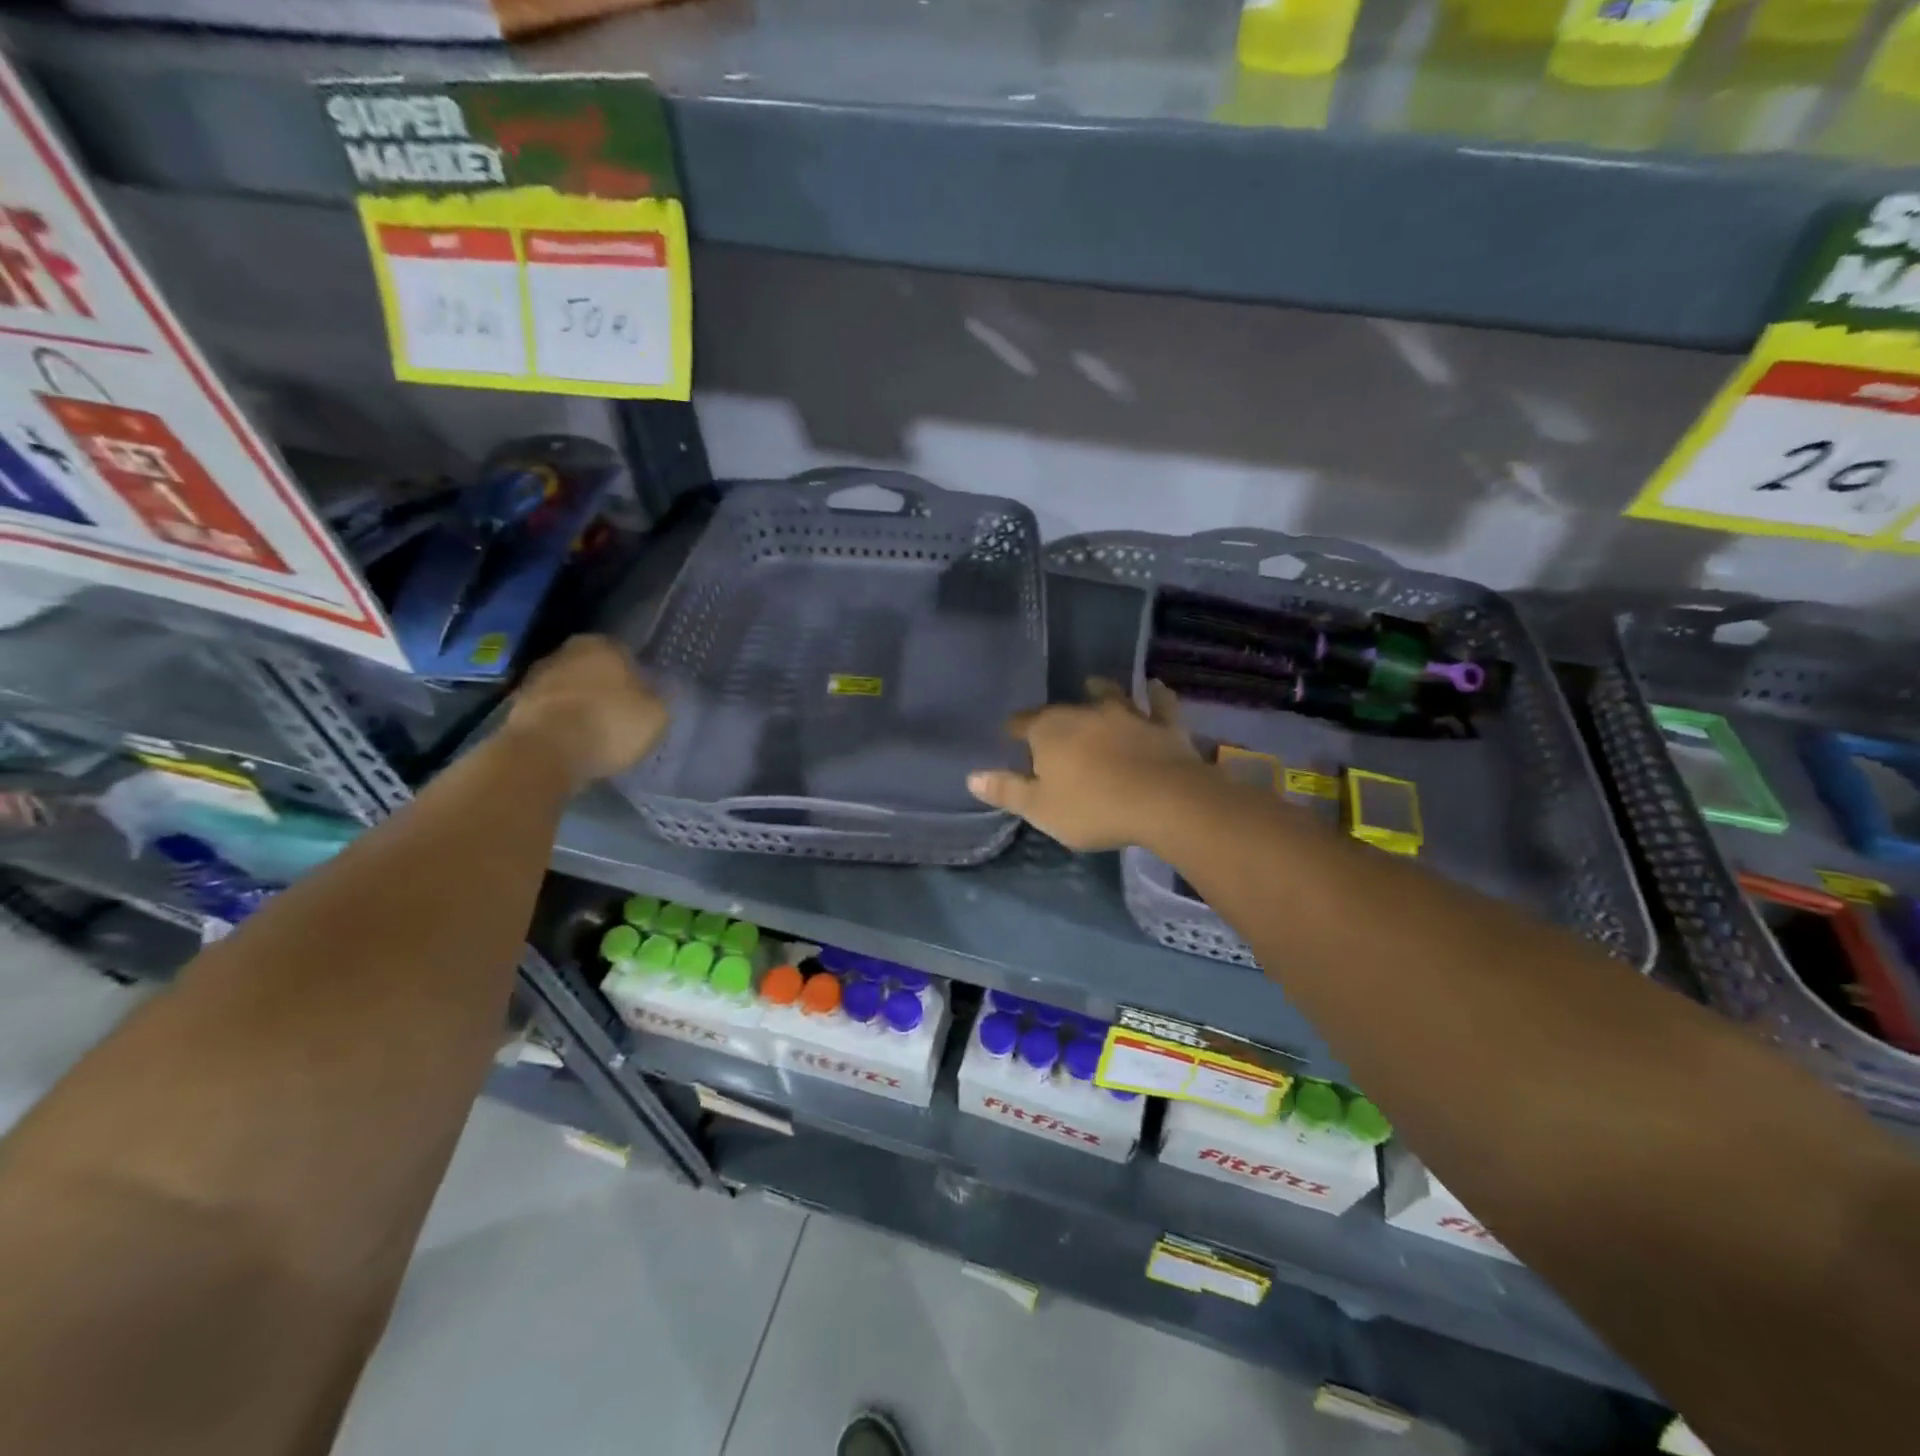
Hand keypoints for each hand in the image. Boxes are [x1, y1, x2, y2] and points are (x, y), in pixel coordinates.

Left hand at [506, 635, 667, 785]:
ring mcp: (537, 677)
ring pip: (569, 688)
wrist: (545, 751)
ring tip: (595, 732)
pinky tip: (572, 742)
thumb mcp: (655, 715)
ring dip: (579, 705)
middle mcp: (567, 651)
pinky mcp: (516, 705)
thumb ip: (658, 698)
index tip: (641, 700)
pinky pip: (550, 711)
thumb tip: (656, 691)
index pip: (626, 655)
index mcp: (603, 645)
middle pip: (594, 669)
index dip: (636, 678)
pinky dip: (560, 722)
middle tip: (619, 715)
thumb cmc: (609, 724)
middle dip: (604, 688)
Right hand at [968, 679, 1203, 850]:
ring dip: (1100, 690)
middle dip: (1053, 716)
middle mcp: (1085, 713)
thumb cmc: (1093, 808)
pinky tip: (1155, 687)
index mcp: (1050, 732)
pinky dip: (1156, 695)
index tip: (1010, 733)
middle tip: (1049, 724)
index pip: (1022, 724)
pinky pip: (1159, 704)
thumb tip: (972, 777)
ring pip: (1109, 696)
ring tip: (1094, 684)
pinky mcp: (1163, 725)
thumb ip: (1007, 791)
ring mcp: (1127, 715)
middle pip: (1062, 711)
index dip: (1014, 729)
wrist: (1164, 801)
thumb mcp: (1041, 809)